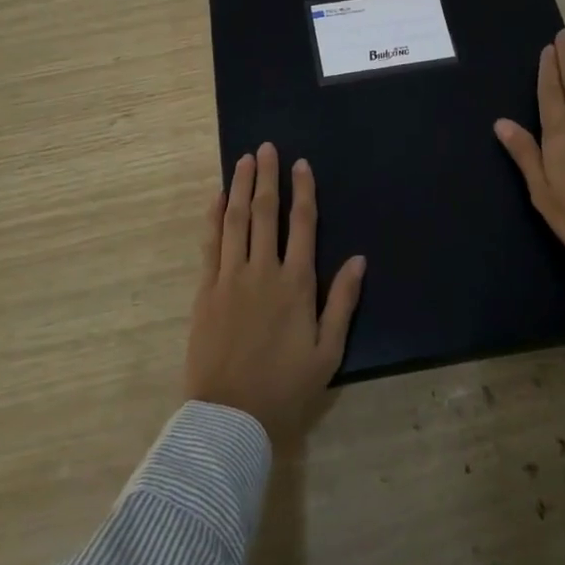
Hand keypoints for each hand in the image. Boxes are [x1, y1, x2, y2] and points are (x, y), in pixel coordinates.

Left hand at [185, 142, 365, 445]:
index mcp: (296, 284)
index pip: (301, 224)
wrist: (230, 417)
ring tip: (244, 160)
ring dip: (241, 187)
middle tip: (266, 148)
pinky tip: (217, 198)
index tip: (301, 164)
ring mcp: (230, 278)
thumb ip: (342, 301)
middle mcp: (262, 271)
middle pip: (266, 213)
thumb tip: (359, 259)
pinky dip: (213, 217)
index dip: (303, 191)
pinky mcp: (206, 291)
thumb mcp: (328, 351)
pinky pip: (210, 244)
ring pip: (236, 220)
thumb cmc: (286, 386)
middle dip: (268, 177)